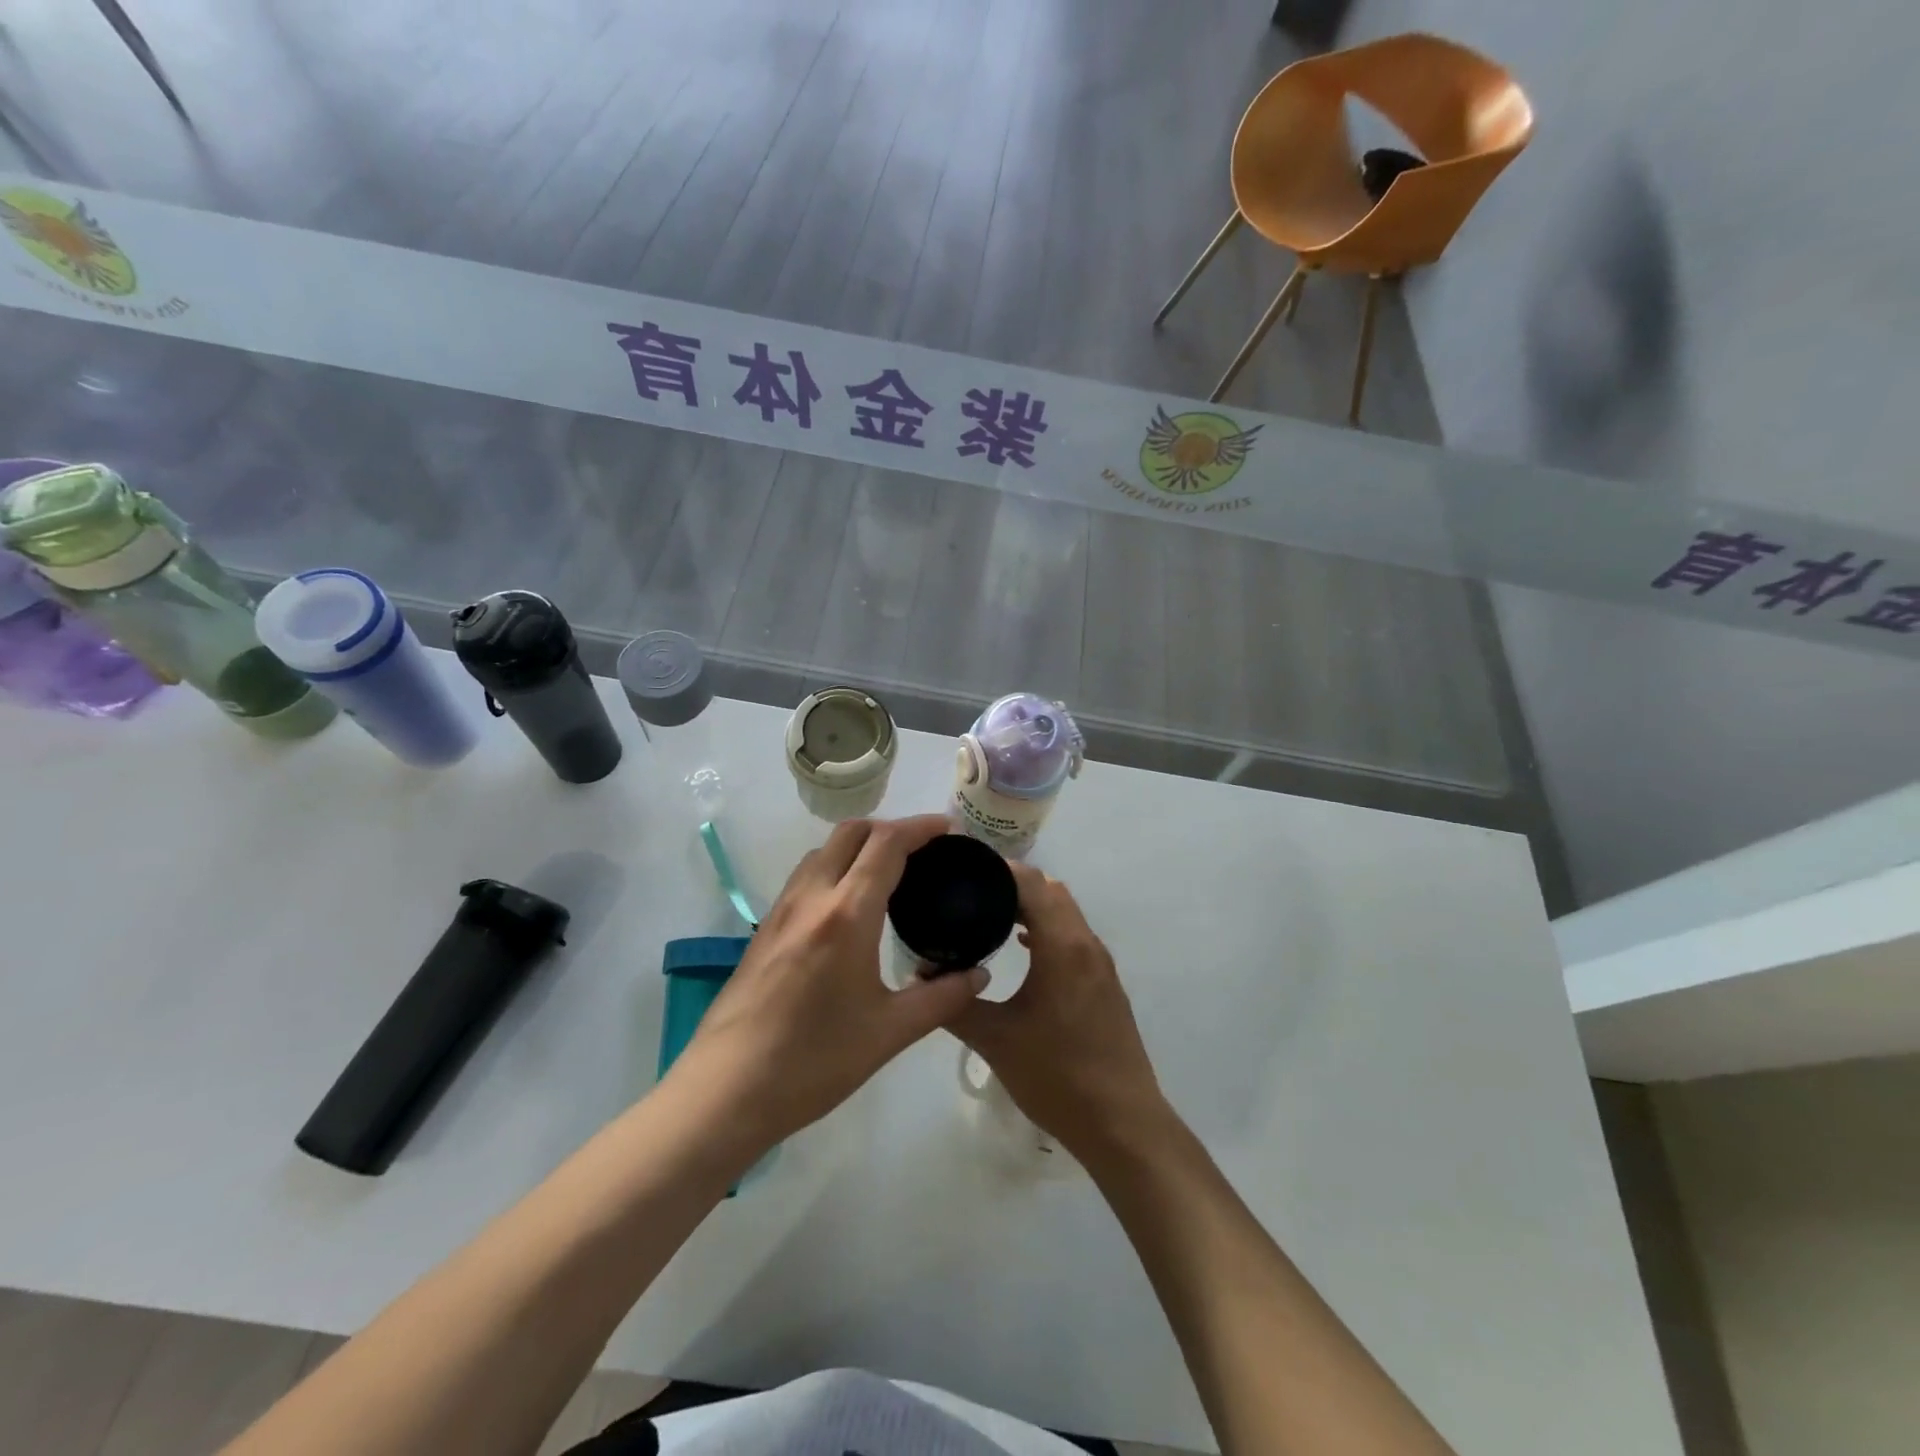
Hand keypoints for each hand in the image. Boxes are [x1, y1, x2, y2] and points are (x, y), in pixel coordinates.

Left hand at [671, 815, 987, 1150]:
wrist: (726, 1090)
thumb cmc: (814, 1061)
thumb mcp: (890, 1033)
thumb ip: (941, 997)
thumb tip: (980, 975)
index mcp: (846, 914)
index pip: (886, 844)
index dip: (921, 827)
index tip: (950, 828)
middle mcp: (811, 898)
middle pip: (851, 833)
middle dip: (890, 828)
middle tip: (924, 850)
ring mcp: (781, 910)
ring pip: (823, 851)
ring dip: (859, 845)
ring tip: (890, 873)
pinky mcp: (764, 929)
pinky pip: (805, 876)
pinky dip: (835, 868)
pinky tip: (850, 907)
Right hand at [951, 863, 1166, 1161]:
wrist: (1122, 1124)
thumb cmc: (1057, 1076)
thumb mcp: (996, 1040)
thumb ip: (954, 1004)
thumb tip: (920, 977)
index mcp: (1062, 945)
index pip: (1031, 883)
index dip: (998, 869)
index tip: (963, 869)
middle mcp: (1086, 943)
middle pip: (1050, 891)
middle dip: (1012, 885)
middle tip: (970, 892)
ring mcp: (1100, 964)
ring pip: (1065, 913)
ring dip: (1033, 906)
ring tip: (989, 913)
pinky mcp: (1105, 984)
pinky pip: (1073, 937)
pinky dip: (1047, 929)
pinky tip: (1021, 948)